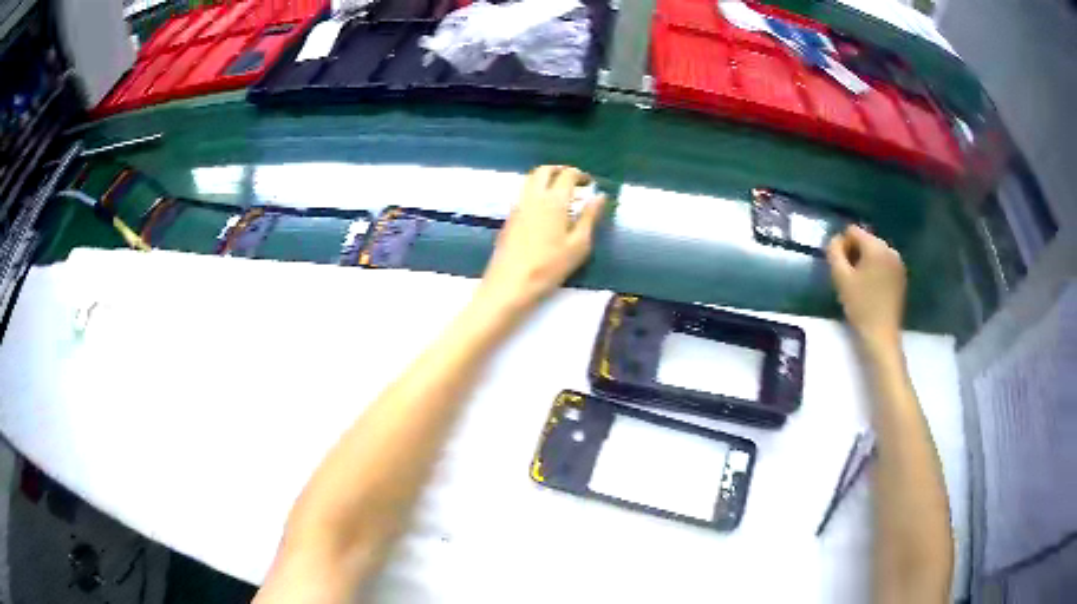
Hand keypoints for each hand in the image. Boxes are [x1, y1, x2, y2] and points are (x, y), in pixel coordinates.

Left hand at [478, 165, 605, 313]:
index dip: (580, 175)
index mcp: (553, 200)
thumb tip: (599, 196)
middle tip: (574, 181)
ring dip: (546, 178)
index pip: (567, 175)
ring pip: (530, 179)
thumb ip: (590, 217)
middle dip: (560, 170)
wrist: (510, 284)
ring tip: (560, 194)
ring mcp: (518, 206)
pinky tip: (544, 209)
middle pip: (544, 170)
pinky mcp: (509, 217)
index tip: (590, 183)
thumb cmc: (549, 267)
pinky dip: (536, 190)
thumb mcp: (578, 245)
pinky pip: (523, 193)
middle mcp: (533, 196)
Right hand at [826, 226, 906, 350]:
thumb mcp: (840, 277)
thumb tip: (835, 239)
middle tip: (849, 278)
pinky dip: (876, 270)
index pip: (853, 231)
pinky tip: (872, 289)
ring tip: (860, 285)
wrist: (881, 335)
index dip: (842, 246)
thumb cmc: (860, 305)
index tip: (841, 267)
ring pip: (875, 252)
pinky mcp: (902, 276)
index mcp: (876, 246)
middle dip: (855, 253)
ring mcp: (898, 263)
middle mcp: (890, 249)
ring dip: (865, 263)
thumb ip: (834, 252)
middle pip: (865, 240)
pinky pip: (884, 263)